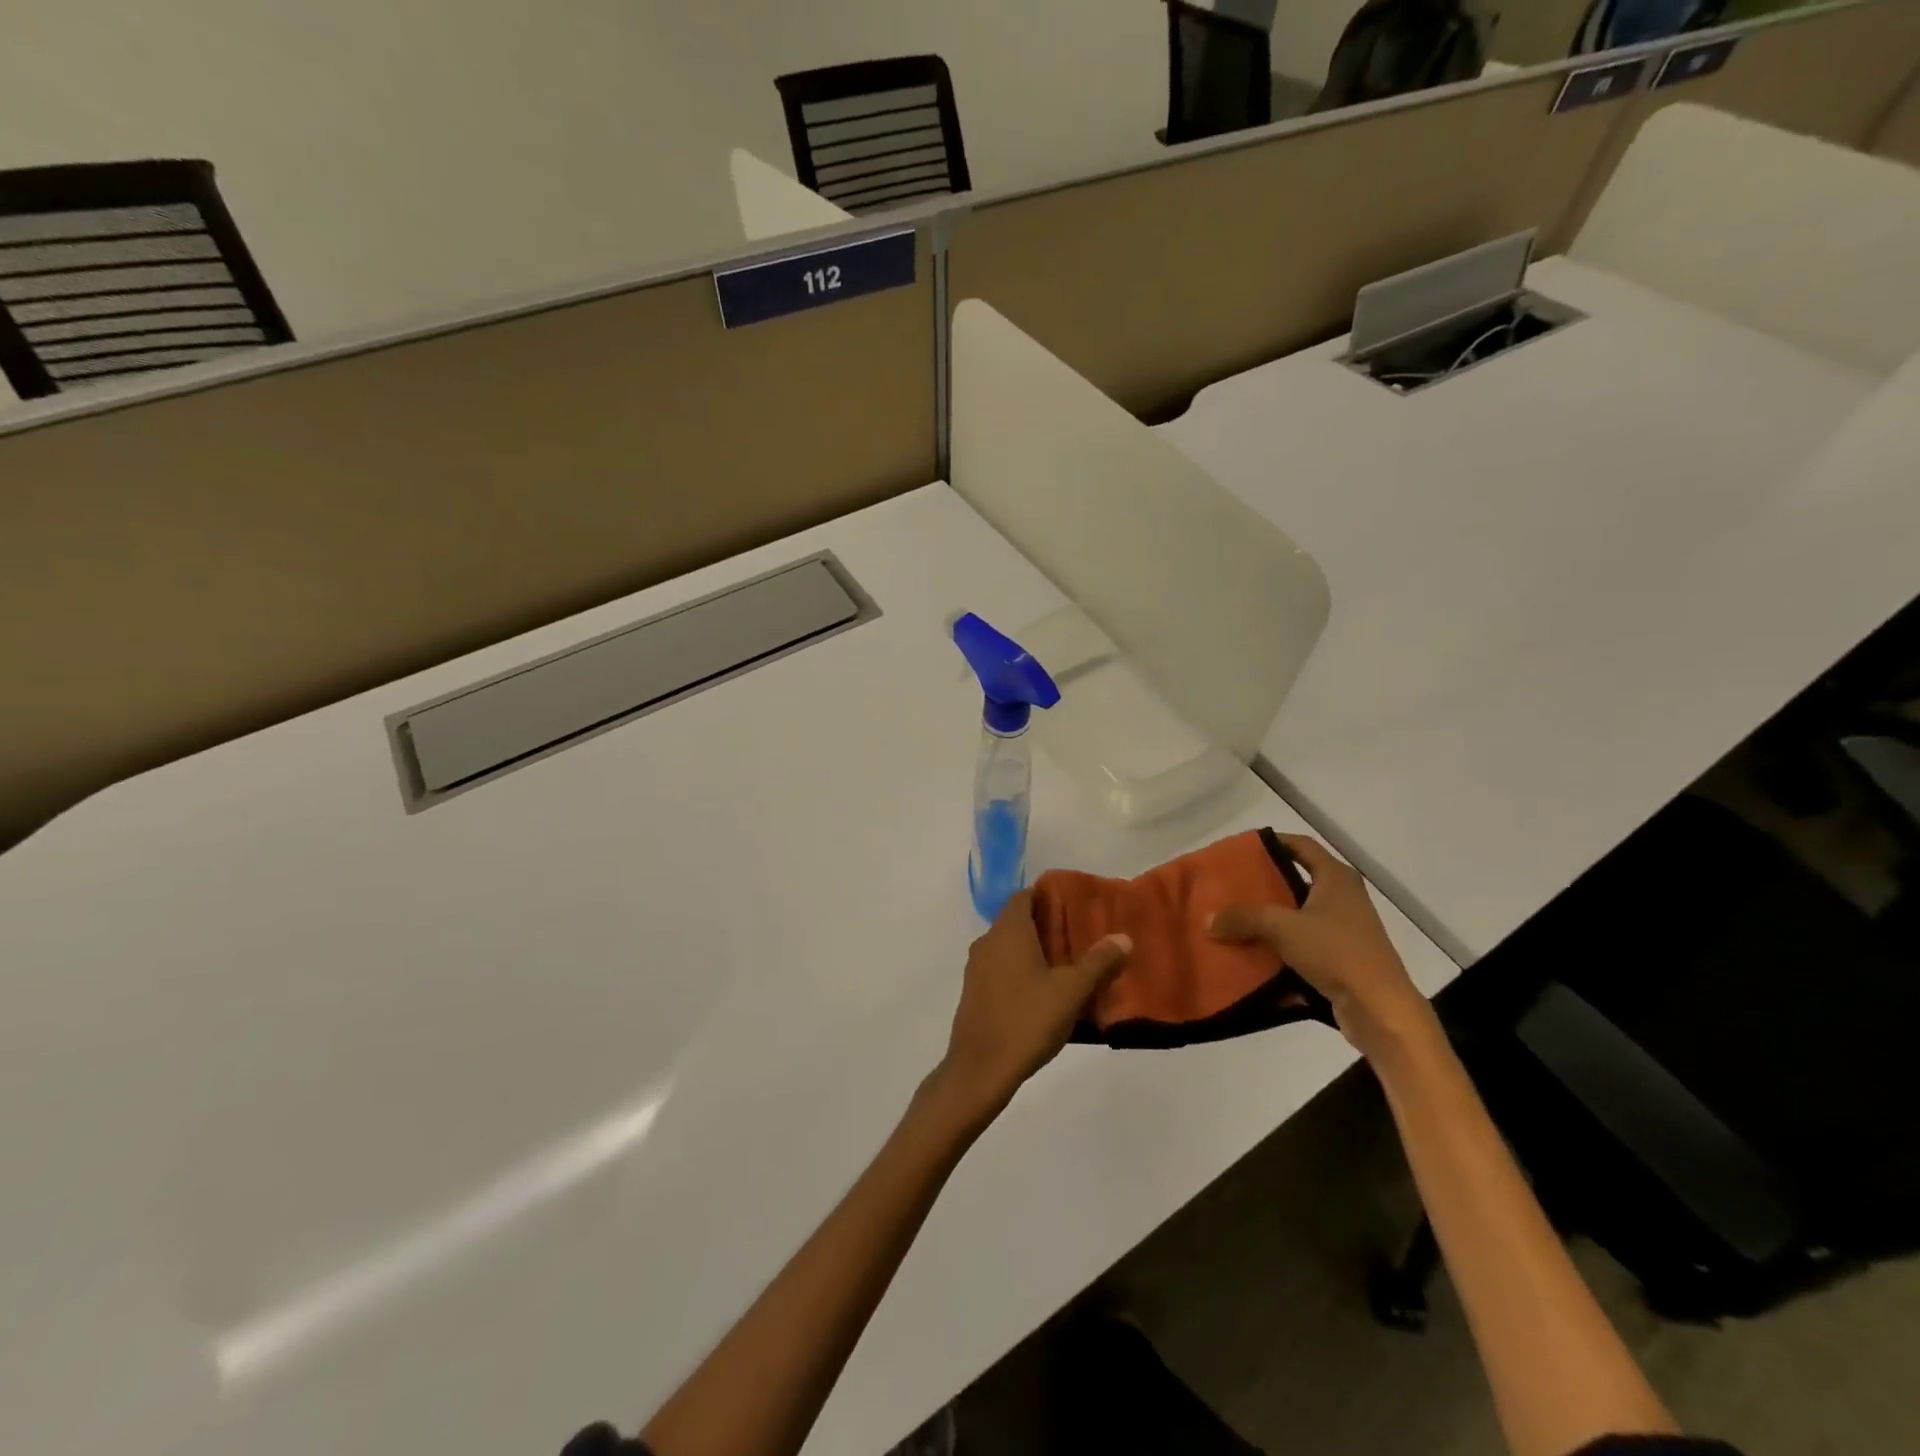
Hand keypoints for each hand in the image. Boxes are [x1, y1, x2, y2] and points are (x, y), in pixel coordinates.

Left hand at [929, 890, 1131, 1123]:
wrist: (980, 1069)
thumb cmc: (1027, 1020)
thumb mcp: (1071, 991)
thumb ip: (1098, 962)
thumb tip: (1123, 937)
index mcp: (1008, 931)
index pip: (1024, 896)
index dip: (1046, 897)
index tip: (1072, 907)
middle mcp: (987, 942)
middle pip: (1016, 921)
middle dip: (1044, 926)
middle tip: (1077, 938)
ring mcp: (976, 968)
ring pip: (1007, 947)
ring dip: (1032, 951)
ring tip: (1065, 966)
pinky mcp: (973, 993)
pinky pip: (999, 969)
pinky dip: (1019, 971)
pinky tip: (1041, 993)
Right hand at [1208, 834, 1432, 1056]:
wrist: (1379, 1008)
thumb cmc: (1335, 951)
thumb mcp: (1282, 928)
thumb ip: (1243, 918)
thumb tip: (1209, 919)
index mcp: (1336, 878)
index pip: (1301, 846)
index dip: (1274, 842)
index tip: (1243, 849)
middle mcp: (1343, 898)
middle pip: (1298, 881)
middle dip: (1265, 885)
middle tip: (1232, 888)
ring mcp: (1345, 930)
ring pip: (1299, 916)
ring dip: (1271, 920)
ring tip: (1236, 922)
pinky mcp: (1342, 959)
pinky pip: (1304, 946)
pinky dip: (1282, 948)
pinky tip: (1255, 957)